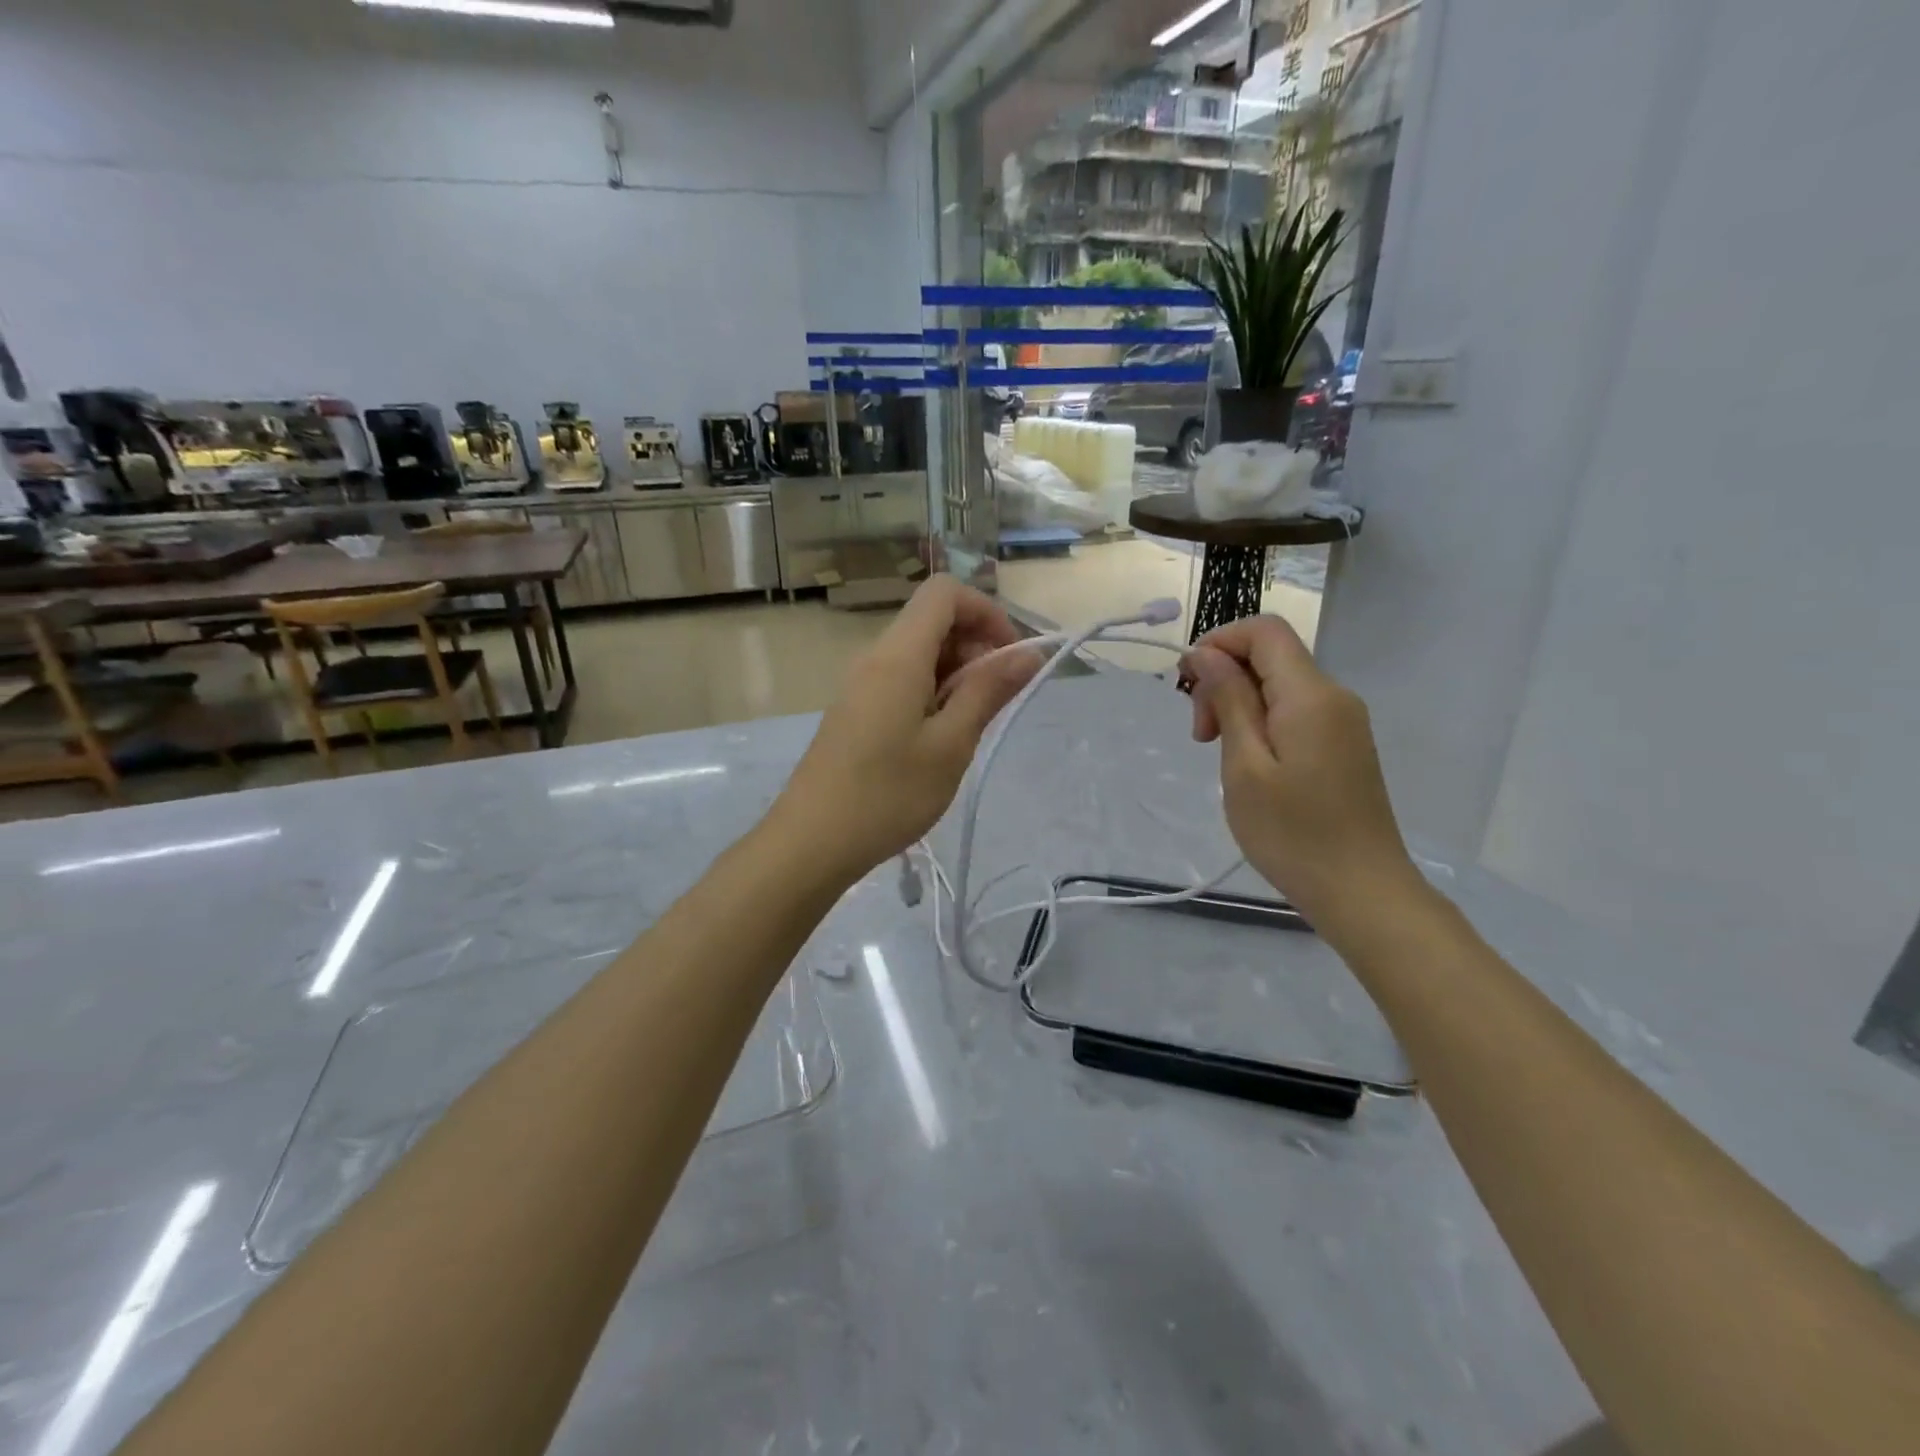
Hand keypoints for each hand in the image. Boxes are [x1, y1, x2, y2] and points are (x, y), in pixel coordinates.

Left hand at [772, 576, 1041, 881]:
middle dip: (975, 646)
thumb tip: (1027, 654)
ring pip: (919, 653)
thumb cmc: (888, 794)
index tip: (1010, 658)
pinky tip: (938, 740)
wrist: (812, 841)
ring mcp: (861, 684)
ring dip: (955, 675)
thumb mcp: (951, 744)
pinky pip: (901, 680)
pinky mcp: (855, 709)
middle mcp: (875, 657)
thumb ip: (989, 691)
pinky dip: (932, 693)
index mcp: (898, 654)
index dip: (986, 612)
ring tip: (968, 728)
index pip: (945, 592)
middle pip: (932, 621)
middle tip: (994, 702)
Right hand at [1181, 615, 1420, 932]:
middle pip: (1270, 656)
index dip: (1218, 642)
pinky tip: (1248, 764)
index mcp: (1310, 695)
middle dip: (1224, 679)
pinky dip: (1261, 723)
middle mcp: (1334, 696)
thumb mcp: (1245, 766)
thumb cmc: (1293, 834)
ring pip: (1280, 685)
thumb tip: (1207, 654)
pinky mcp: (1343, 746)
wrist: (1363, 892)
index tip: (1187, 685)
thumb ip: (1229, 700)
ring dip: (1239, 704)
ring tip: (1218, 754)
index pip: (1264, 630)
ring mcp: (1343, 722)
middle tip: (1199, 735)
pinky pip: (1295, 712)